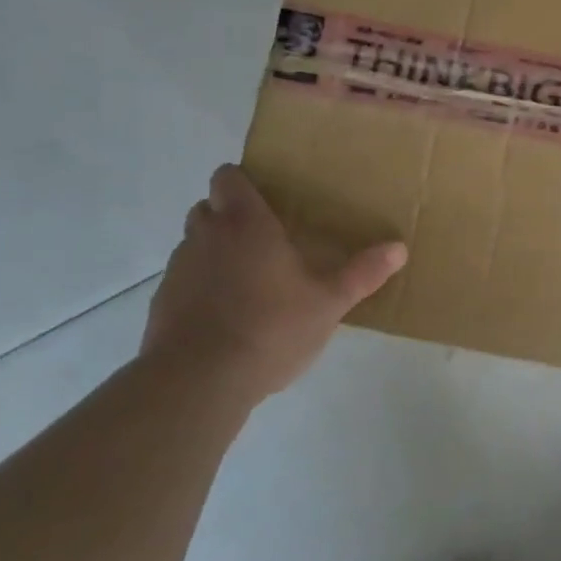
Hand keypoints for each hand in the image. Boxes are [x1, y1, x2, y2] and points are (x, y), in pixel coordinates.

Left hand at [140, 164, 407, 402]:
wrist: (198, 383)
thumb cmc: (270, 328)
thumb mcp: (328, 303)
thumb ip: (363, 273)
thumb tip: (400, 248)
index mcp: (245, 224)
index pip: (227, 177)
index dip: (243, 182)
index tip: (267, 198)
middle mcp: (205, 236)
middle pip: (208, 207)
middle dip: (230, 215)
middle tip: (265, 238)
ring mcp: (178, 270)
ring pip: (194, 244)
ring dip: (215, 251)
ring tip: (248, 279)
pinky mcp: (161, 304)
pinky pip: (184, 280)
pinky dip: (201, 287)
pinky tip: (227, 315)